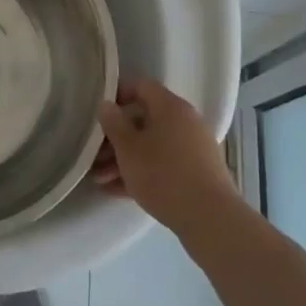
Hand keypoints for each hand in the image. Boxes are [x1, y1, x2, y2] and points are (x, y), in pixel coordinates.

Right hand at [93, 78, 236, 240]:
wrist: (211, 220)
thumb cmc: (164, 174)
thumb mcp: (128, 148)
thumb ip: (113, 122)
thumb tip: (107, 104)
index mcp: (171, 107)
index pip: (142, 86)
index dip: (118, 94)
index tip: (100, 112)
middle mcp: (186, 122)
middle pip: (144, 120)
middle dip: (116, 137)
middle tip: (95, 154)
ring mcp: (194, 149)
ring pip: (152, 146)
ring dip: (126, 159)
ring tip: (100, 179)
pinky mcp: (198, 175)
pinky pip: (164, 165)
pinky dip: (143, 173)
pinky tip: (117, 191)